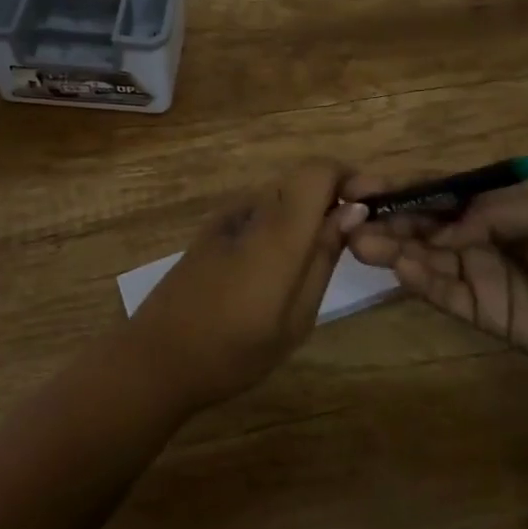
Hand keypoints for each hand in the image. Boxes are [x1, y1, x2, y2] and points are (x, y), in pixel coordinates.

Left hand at [127, 160, 356, 411]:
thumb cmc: (232, 350)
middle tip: (353, 240)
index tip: (371, 209)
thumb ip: (323, 257)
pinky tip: (281, 264)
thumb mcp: (295, 317)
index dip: (350, 179)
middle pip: (302, 179)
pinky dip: (283, 222)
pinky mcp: (213, 229)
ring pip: (282, 194)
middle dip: (334, 197)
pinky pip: (261, 210)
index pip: (320, 170)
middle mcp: (252, 208)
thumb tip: (353, 211)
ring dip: (308, 211)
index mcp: (277, 230)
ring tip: (320, 257)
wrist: (156, 358)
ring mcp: (227, 216)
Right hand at [343, 175, 527, 382]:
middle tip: (347, 218)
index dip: (399, 186)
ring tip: (359, 242)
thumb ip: (495, 211)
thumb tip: (443, 226)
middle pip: (420, 222)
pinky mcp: (479, 311)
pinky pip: (440, 291)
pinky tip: (396, 268)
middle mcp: (476, 235)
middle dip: (384, 218)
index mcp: (494, 203)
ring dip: (390, 247)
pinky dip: (416, 279)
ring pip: (422, 256)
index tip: (360, 185)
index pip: (437, 190)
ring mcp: (476, 273)